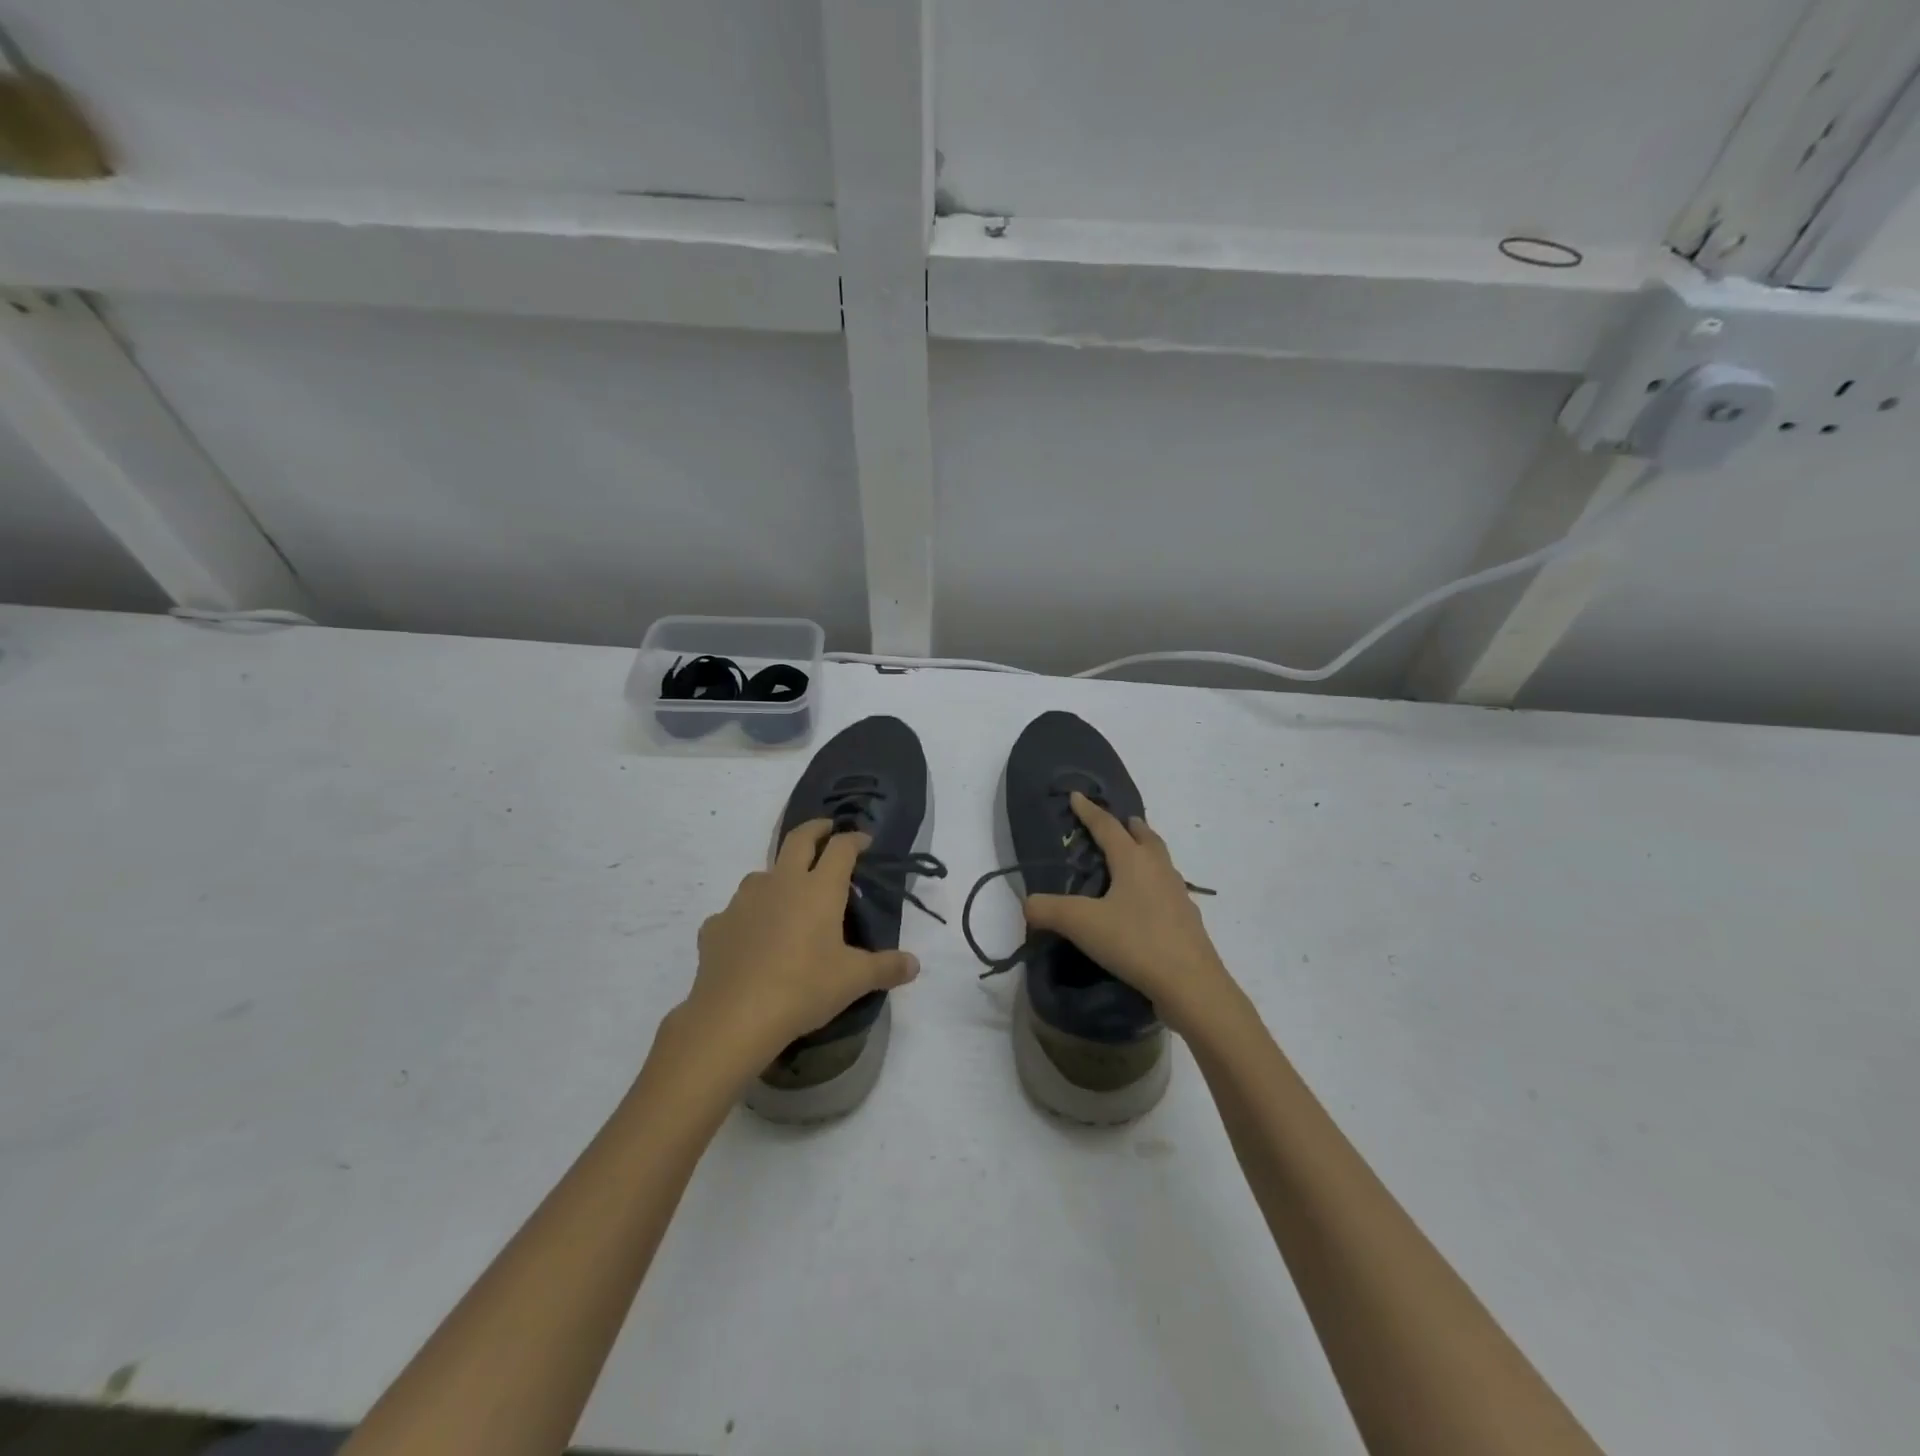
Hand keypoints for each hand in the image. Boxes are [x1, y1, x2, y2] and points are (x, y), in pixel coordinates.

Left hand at [682, 820, 919, 1073]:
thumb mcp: (853, 981)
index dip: (855, 839)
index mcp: (819, 889)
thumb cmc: (803, 989)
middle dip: (816, 829)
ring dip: (779, 874)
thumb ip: (886, 968)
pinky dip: (749, 916)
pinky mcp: (717, 924)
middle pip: (799, 839)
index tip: (864, 841)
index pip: (841, 848)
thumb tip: (914, 965)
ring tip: (788, 893)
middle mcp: (781, 883)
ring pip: (763, 873)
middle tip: (826, 830)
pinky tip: (752, 937)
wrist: (733, 1017)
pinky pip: (737, 911)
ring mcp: (744, 901)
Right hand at [1023, 792, 1237, 1036]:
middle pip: (1145, 836)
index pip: (1107, 826)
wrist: (1191, 984)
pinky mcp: (1187, 919)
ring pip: (1160, 860)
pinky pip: (1167, 888)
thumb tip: (1028, 904)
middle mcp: (1158, 869)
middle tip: (1119, 822)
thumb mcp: (1082, 924)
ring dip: (1146, 851)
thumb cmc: (1135, 942)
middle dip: (1129, 826)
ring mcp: (1178, 893)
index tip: (1077, 795)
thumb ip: (1048, 910)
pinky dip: (1154, 883)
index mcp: (1133, 860)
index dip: (1089, 811)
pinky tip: (1147, 902)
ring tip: (1133, 857)